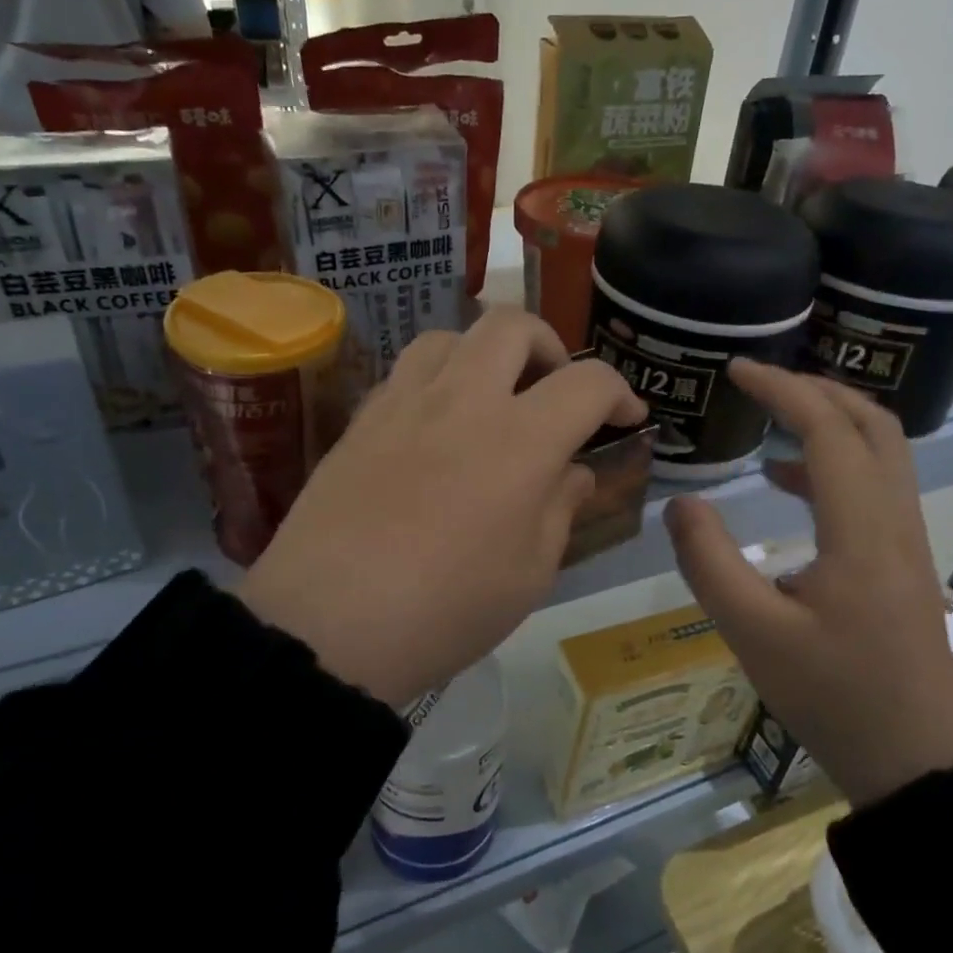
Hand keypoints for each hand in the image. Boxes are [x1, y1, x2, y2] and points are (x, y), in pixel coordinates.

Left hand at [239, 308, 646, 706]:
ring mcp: (402, 404)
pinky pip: (404, 374)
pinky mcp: (359, 422)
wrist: (327, 626)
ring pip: (450, 337)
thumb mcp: (529, 574)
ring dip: (485, 356)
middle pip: (512, 326)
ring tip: (490, 400)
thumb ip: (559, 509)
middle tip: (555, 391)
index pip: (587, 382)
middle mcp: (463, 401)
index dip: (619, 392)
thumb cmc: (446, 610)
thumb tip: (571, 472)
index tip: (625, 418)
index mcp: (520, 440)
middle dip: (549, 347)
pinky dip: (436, 383)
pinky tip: (434, 429)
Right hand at [664, 360, 952, 805]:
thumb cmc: (831, 696)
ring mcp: (907, 540)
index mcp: (862, 531)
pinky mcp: (904, 560)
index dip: (782, 390)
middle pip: (872, 424)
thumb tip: (679, 504)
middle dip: (815, 390)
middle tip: (759, 383)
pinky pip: (876, 485)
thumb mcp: (752, 633)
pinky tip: (788, 483)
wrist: (913, 758)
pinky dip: (834, 462)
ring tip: (772, 416)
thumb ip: (710, 563)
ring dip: (830, 421)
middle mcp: (895, 521)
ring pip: (882, 451)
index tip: (736, 371)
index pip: (828, 431)